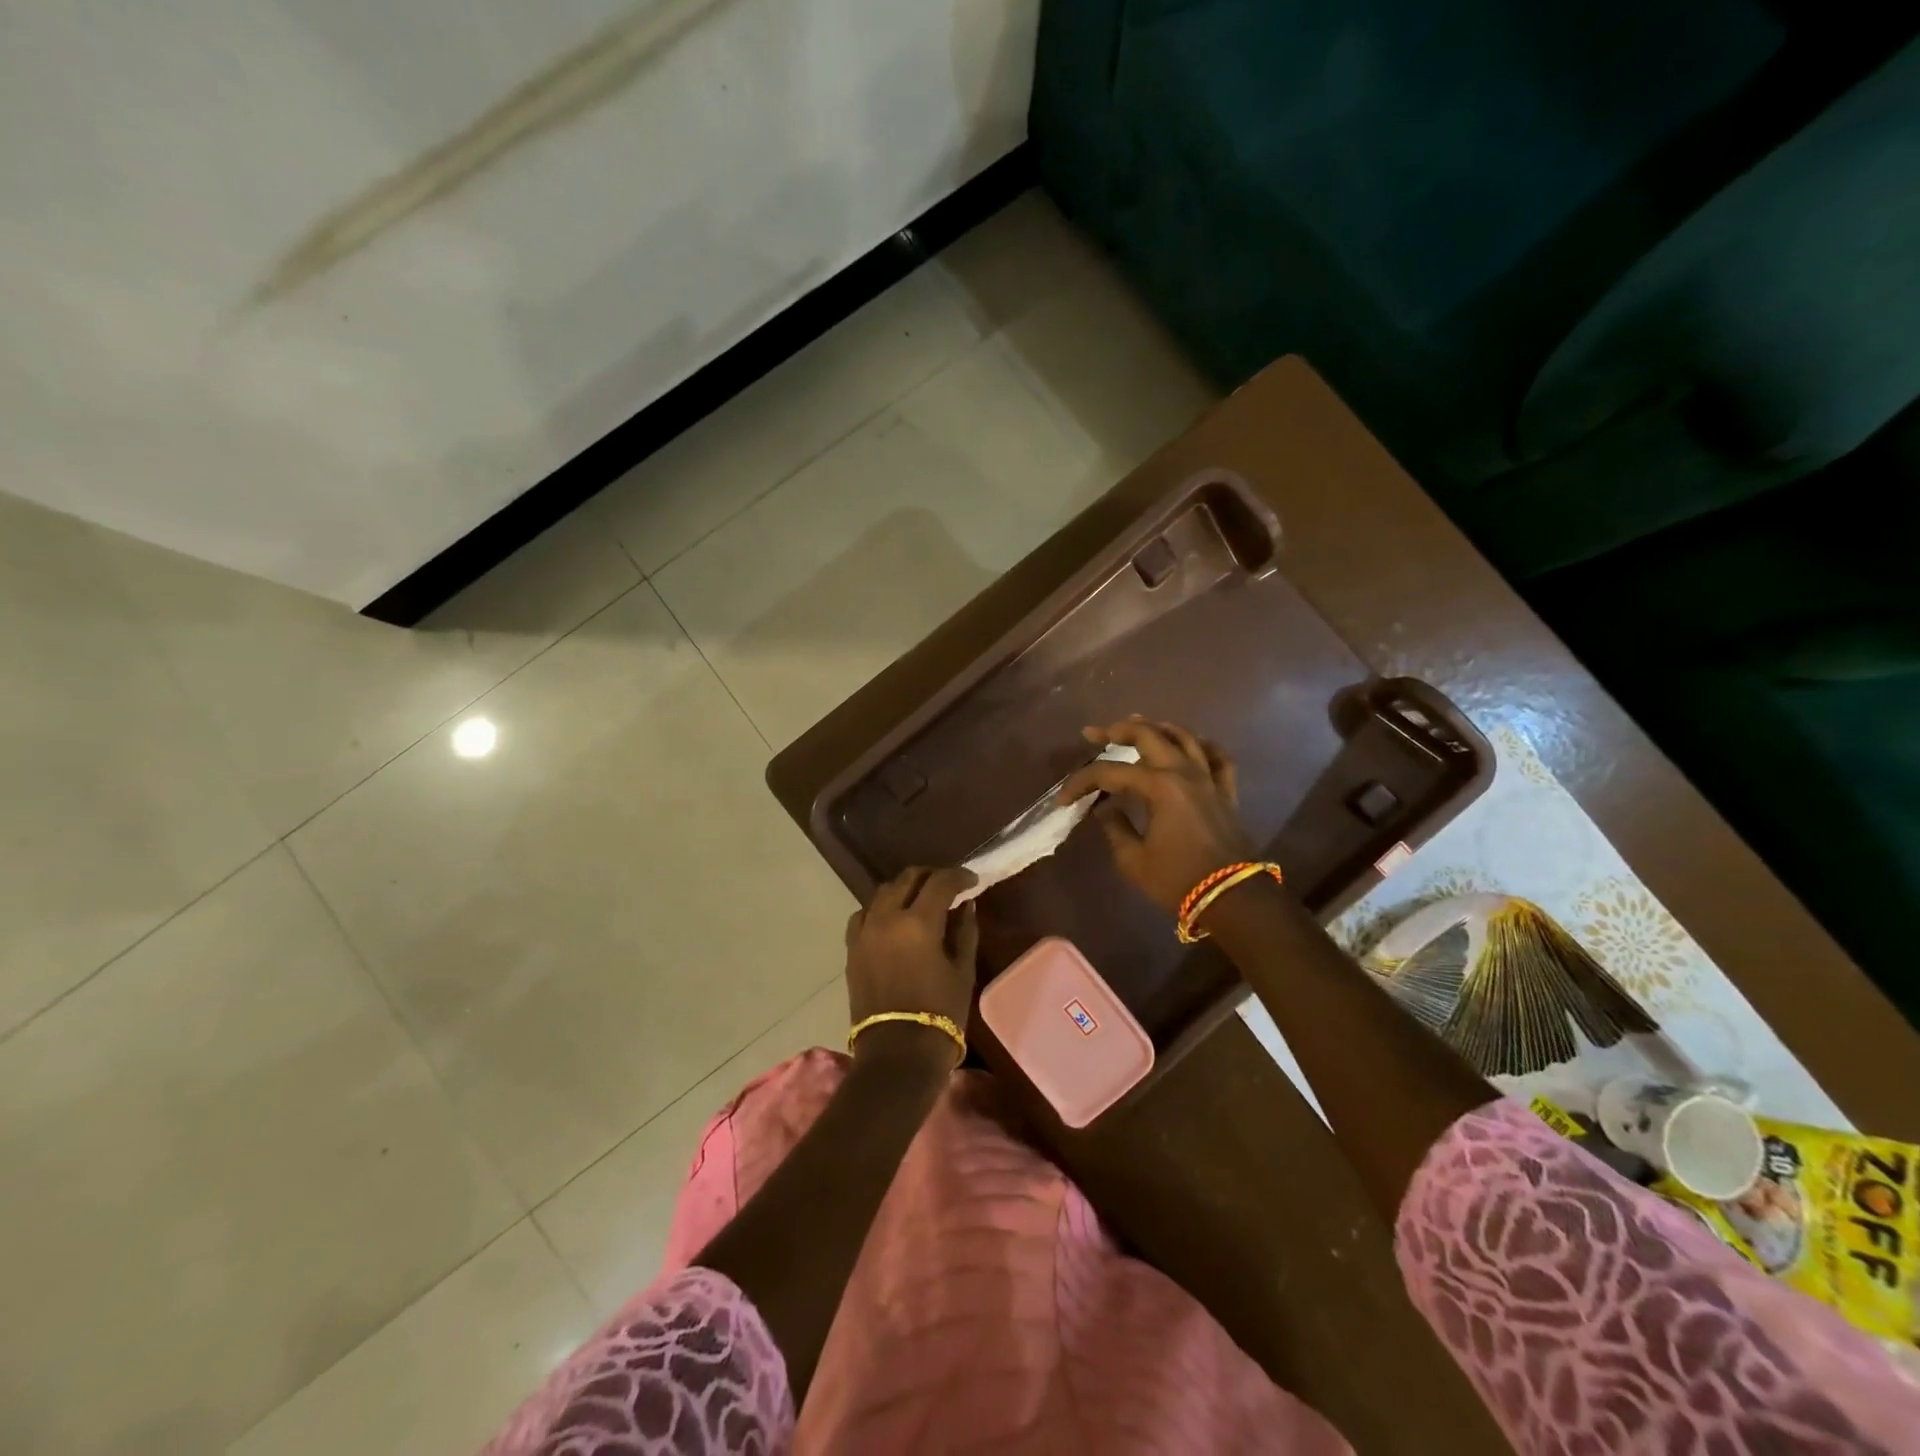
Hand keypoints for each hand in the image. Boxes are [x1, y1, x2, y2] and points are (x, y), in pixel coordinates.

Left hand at [843, 867, 978, 1066]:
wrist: (897, 1054)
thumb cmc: (940, 1013)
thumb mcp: (962, 971)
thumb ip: (965, 932)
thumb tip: (966, 905)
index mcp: (919, 922)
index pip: (940, 882)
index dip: (959, 876)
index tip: (972, 881)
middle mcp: (887, 918)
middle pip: (907, 878)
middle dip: (930, 876)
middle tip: (948, 885)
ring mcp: (865, 932)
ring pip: (883, 892)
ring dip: (904, 888)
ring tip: (920, 899)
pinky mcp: (852, 948)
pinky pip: (864, 914)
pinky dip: (880, 908)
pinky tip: (892, 919)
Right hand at [1056, 717, 1254, 915]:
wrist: (1232, 899)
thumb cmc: (1178, 880)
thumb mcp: (1134, 860)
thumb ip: (1115, 827)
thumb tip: (1104, 808)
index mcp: (1159, 786)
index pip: (1110, 772)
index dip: (1082, 782)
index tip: (1064, 799)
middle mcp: (1184, 772)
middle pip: (1148, 735)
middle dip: (1117, 730)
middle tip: (1095, 734)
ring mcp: (1208, 779)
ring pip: (1184, 737)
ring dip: (1158, 727)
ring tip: (1139, 725)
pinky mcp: (1226, 792)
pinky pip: (1218, 757)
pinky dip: (1203, 745)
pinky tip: (1191, 743)